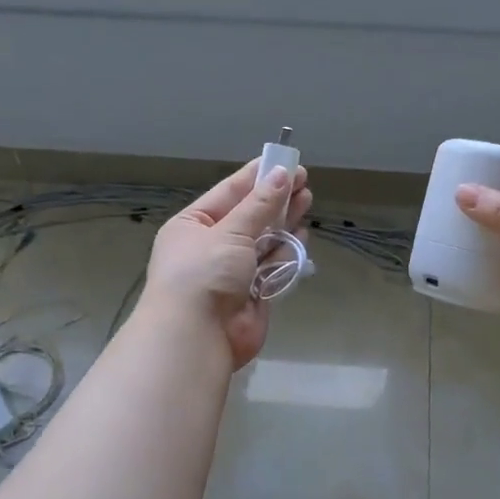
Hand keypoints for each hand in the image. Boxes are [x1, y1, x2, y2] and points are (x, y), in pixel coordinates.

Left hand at [144, 159, 312, 367]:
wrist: (197, 337)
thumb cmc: (204, 273)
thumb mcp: (230, 231)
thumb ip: (260, 205)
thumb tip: (282, 174)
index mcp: (192, 225)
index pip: (228, 193)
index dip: (257, 176)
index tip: (285, 162)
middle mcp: (210, 246)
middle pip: (248, 216)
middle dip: (275, 198)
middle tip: (304, 181)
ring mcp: (232, 272)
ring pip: (263, 240)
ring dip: (284, 222)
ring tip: (307, 200)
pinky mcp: (252, 294)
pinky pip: (272, 267)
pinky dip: (286, 252)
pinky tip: (302, 234)